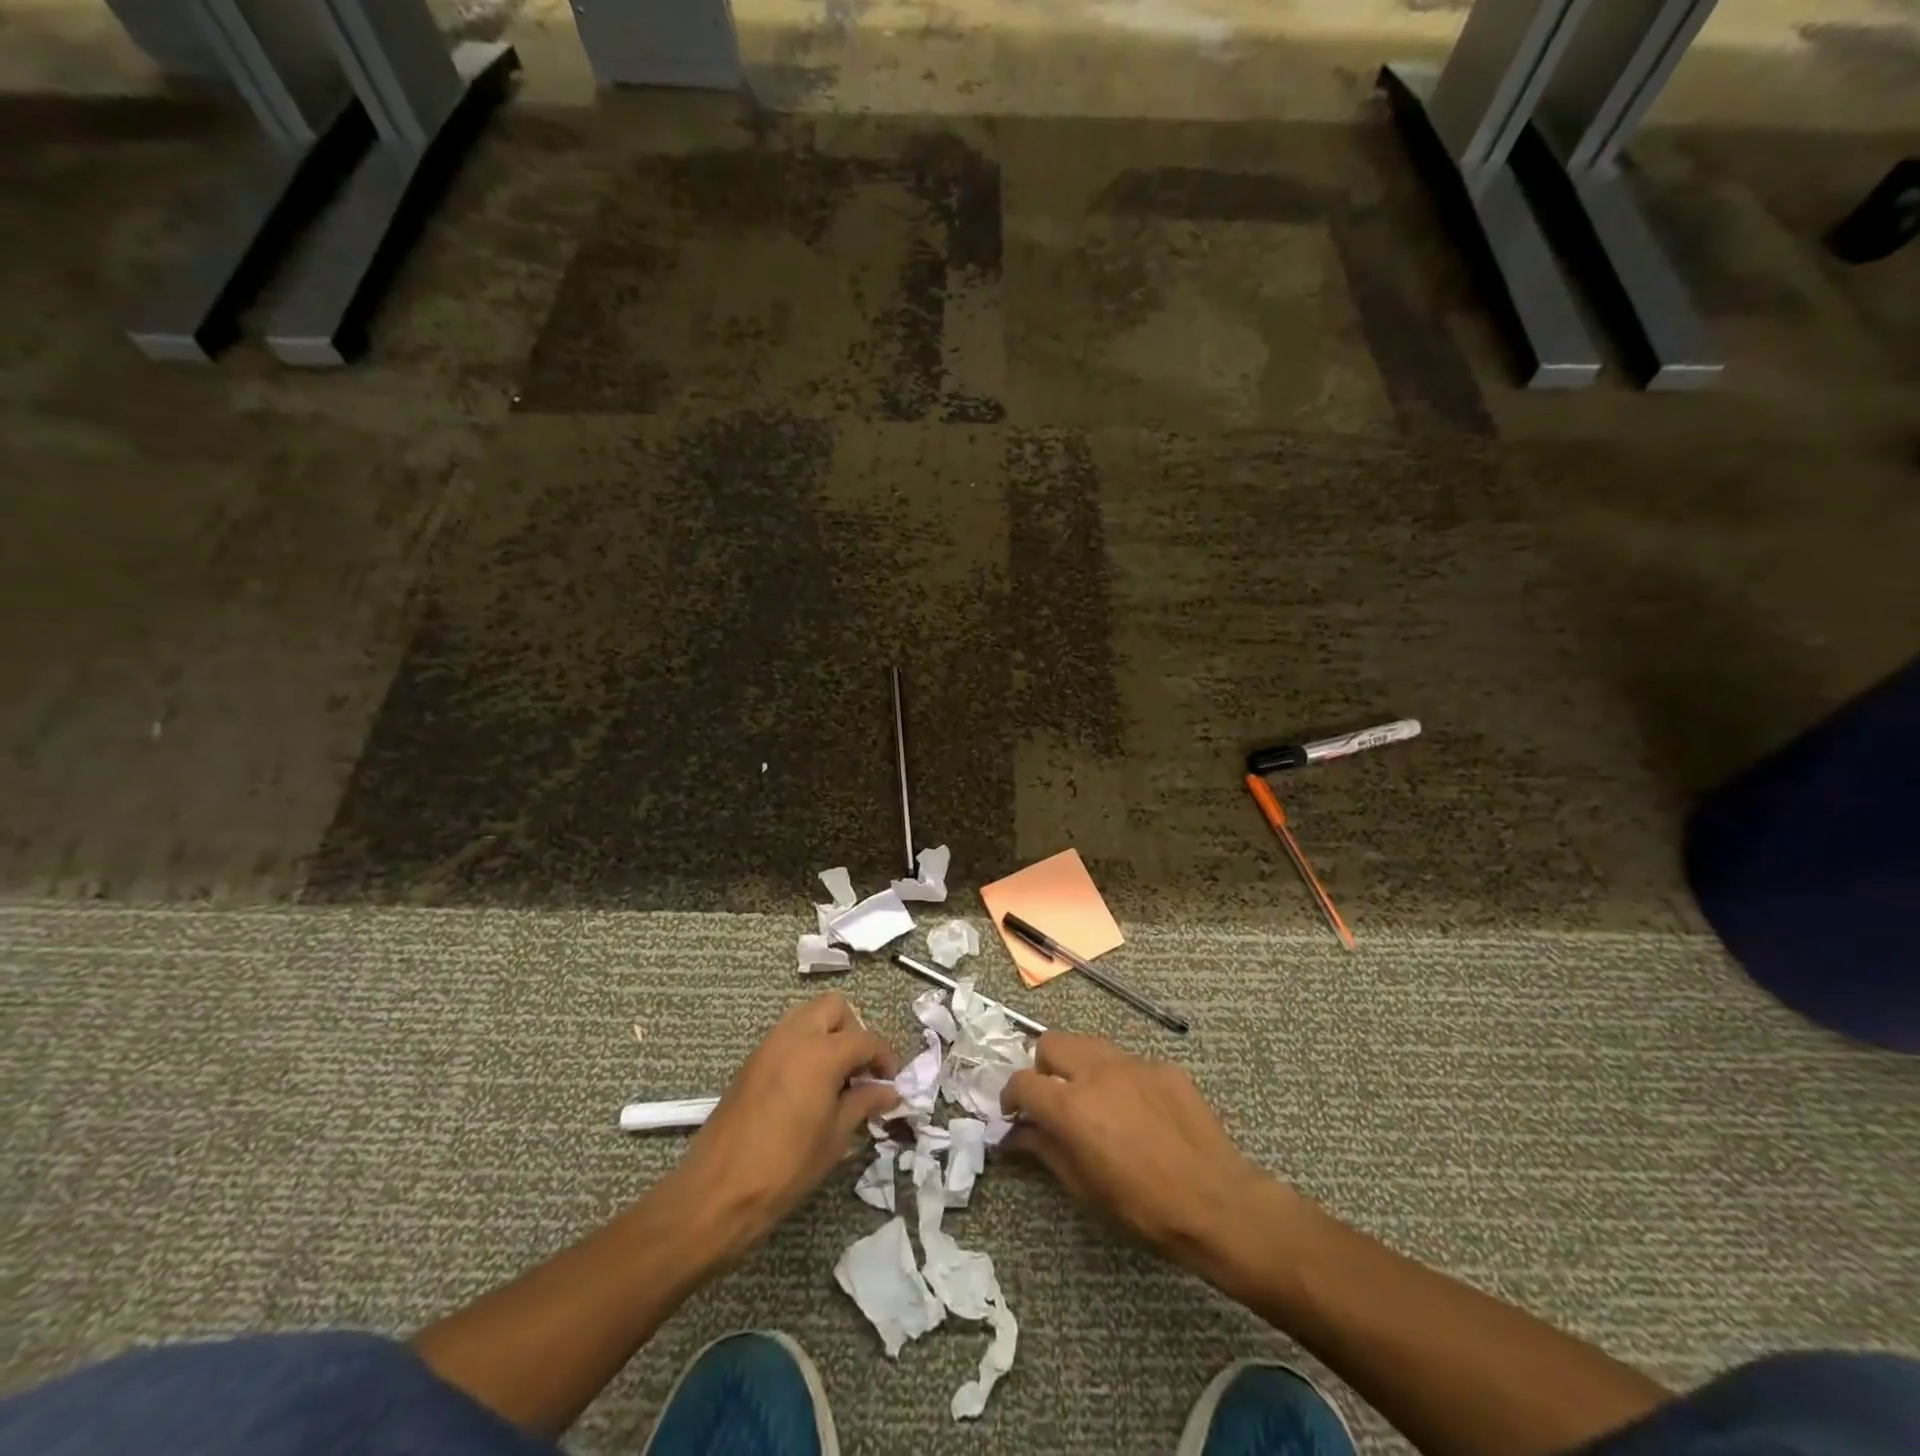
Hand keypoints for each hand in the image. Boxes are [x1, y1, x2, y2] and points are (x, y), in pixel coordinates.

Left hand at [661, 993, 901, 1262]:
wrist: (718, 1191)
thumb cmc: (786, 1167)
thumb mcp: (835, 1138)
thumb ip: (864, 1104)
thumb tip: (889, 1091)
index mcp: (822, 1053)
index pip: (866, 1039)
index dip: (885, 1058)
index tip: (891, 1082)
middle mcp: (795, 1036)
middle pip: (834, 1008)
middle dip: (854, 1030)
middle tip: (860, 1069)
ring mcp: (769, 1045)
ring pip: (808, 1016)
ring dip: (828, 1034)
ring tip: (836, 1076)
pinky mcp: (752, 1060)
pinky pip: (787, 1035)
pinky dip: (805, 1046)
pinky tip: (809, 1085)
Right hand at [1001, 1032, 1292, 1269]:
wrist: (1218, 1203)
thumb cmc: (1143, 1208)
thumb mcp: (1085, 1188)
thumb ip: (1045, 1150)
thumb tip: (1016, 1134)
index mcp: (1071, 1105)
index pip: (1022, 1082)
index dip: (1011, 1096)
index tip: (1014, 1113)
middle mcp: (1097, 1072)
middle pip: (1051, 1042)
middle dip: (1042, 1066)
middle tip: (1051, 1099)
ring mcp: (1133, 1063)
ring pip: (1089, 1043)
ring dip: (1078, 1065)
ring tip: (1091, 1100)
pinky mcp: (1163, 1066)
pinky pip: (1128, 1062)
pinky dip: (1119, 1078)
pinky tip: (1137, 1112)